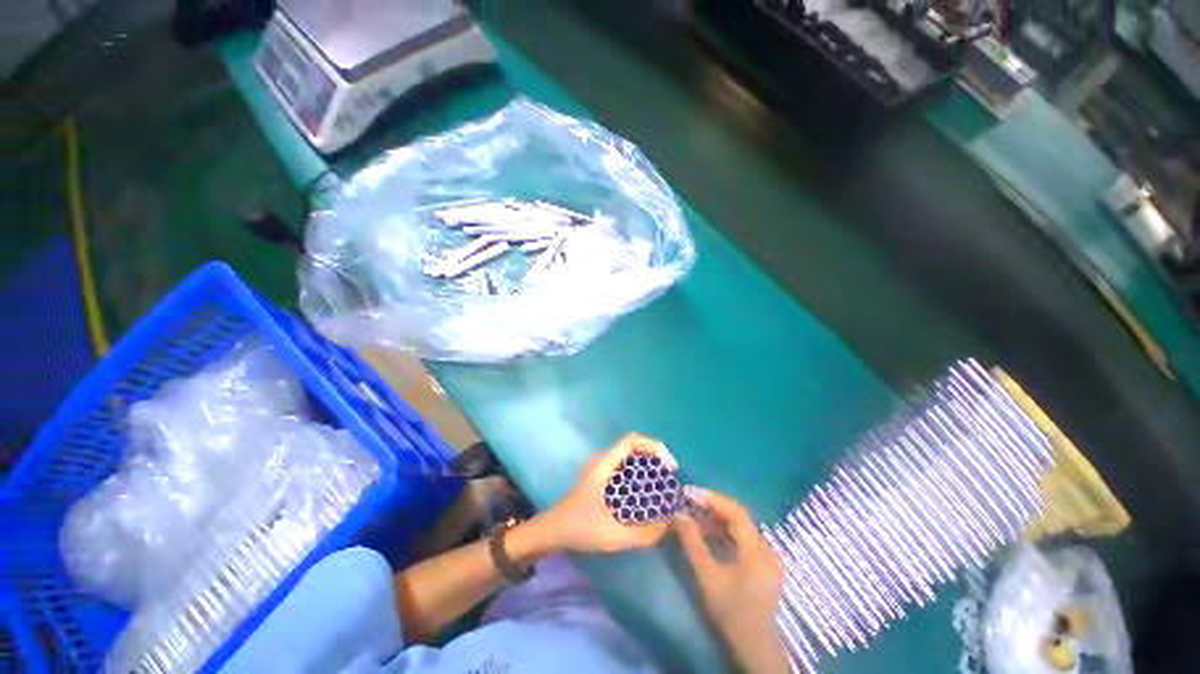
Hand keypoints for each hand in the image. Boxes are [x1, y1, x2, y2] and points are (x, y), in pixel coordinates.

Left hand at [543, 433, 674, 553]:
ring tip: (663, 485)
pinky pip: (624, 468)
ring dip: (647, 466)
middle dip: (654, 457)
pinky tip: (645, 494)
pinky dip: (638, 474)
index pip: (631, 440)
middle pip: (633, 447)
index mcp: (604, 464)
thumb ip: (643, 534)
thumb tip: (669, 524)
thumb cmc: (579, 528)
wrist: (551, 532)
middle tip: (670, 478)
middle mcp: (603, 460)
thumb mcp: (613, 535)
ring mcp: (600, 468)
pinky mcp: (600, 478)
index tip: (668, 465)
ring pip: (629, 458)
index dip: (653, 446)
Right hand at [673, 488, 789, 673]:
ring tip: (693, 516)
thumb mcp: (707, 575)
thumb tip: (678, 514)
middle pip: (738, 517)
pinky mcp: (763, 564)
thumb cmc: (730, 611)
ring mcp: (766, 556)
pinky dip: (723, 532)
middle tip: (688, 502)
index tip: (689, 493)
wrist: (754, 646)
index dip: (712, 498)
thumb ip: (692, 542)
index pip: (735, 511)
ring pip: (739, 528)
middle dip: (711, 507)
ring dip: (716, 519)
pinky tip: (707, 534)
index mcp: (757, 549)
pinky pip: (742, 539)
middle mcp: (766, 547)